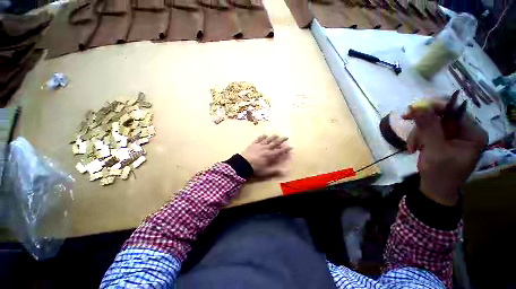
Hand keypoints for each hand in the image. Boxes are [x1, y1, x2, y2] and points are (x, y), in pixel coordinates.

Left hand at [241, 135, 291, 177]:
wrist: (242, 164)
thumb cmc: (255, 168)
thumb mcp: (266, 172)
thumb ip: (275, 171)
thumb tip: (285, 171)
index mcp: (270, 155)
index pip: (280, 151)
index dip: (286, 149)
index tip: (291, 146)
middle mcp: (266, 148)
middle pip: (275, 143)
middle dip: (281, 140)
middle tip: (286, 137)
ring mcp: (259, 145)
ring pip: (268, 140)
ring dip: (273, 137)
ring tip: (277, 134)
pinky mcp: (253, 144)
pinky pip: (258, 139)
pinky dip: (262, 136)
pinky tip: (264, 134)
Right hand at [403, 99, 487, 205]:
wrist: (435, 189)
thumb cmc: (440, 173)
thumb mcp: (434, 151)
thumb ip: (428, 128)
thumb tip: (417, 107)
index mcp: (473, 134)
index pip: (454, 111)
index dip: (433, 108)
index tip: (411, 111)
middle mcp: (466, 131)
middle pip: (441, 116)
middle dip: (423, 124)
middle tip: (406, 124)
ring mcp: (455, 135)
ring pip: (432, 123)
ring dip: (418, 133)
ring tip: (412, 147)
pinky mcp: (445, 139)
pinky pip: (429, 130)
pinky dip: (418, 137)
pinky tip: (414, 147)